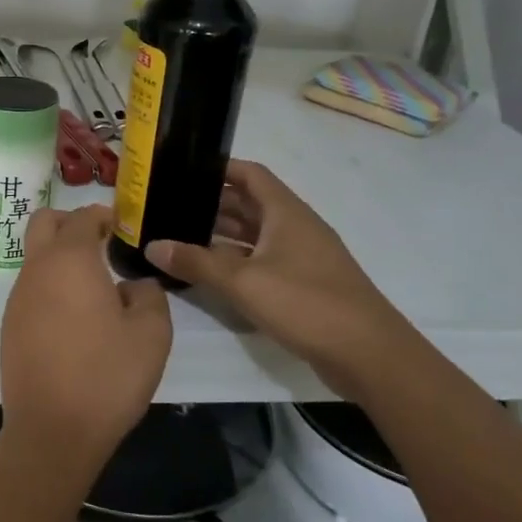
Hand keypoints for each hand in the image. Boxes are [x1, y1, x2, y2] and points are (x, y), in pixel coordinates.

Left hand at [0, 204, 172, 463]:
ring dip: (60, 259)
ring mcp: (17, 298)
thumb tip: (133, 285)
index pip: (82, 217)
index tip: (124, 227)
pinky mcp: (10, 326)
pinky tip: (76, 320)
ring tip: (96, 288)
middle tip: (102, 243)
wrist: (52, 431)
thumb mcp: (152, 334)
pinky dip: (51, 287)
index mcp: (69, 260)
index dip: (104, 215)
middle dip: (71, 223)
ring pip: (35, 258)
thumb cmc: (107, 376)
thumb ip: (149, 295)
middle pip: (44, 223)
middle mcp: (36, 270)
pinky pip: (31, 289)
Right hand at [145, 160, 398, 365]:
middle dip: (211, 203)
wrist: (369, 355)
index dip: (219, 167)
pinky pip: (261, 260)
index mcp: (286, 212)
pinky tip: (208, 271)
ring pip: (254, 234)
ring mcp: (301, 257)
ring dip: (221, 234)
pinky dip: (235, 260)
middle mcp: (294, 227)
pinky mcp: (303, 284)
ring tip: (179, 235)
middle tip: (169, 207)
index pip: (250, 174)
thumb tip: (153, 245)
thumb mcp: (243, 282)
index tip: (183, 169)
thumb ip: (197, 262)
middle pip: (250, 203)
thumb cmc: (306, 303)